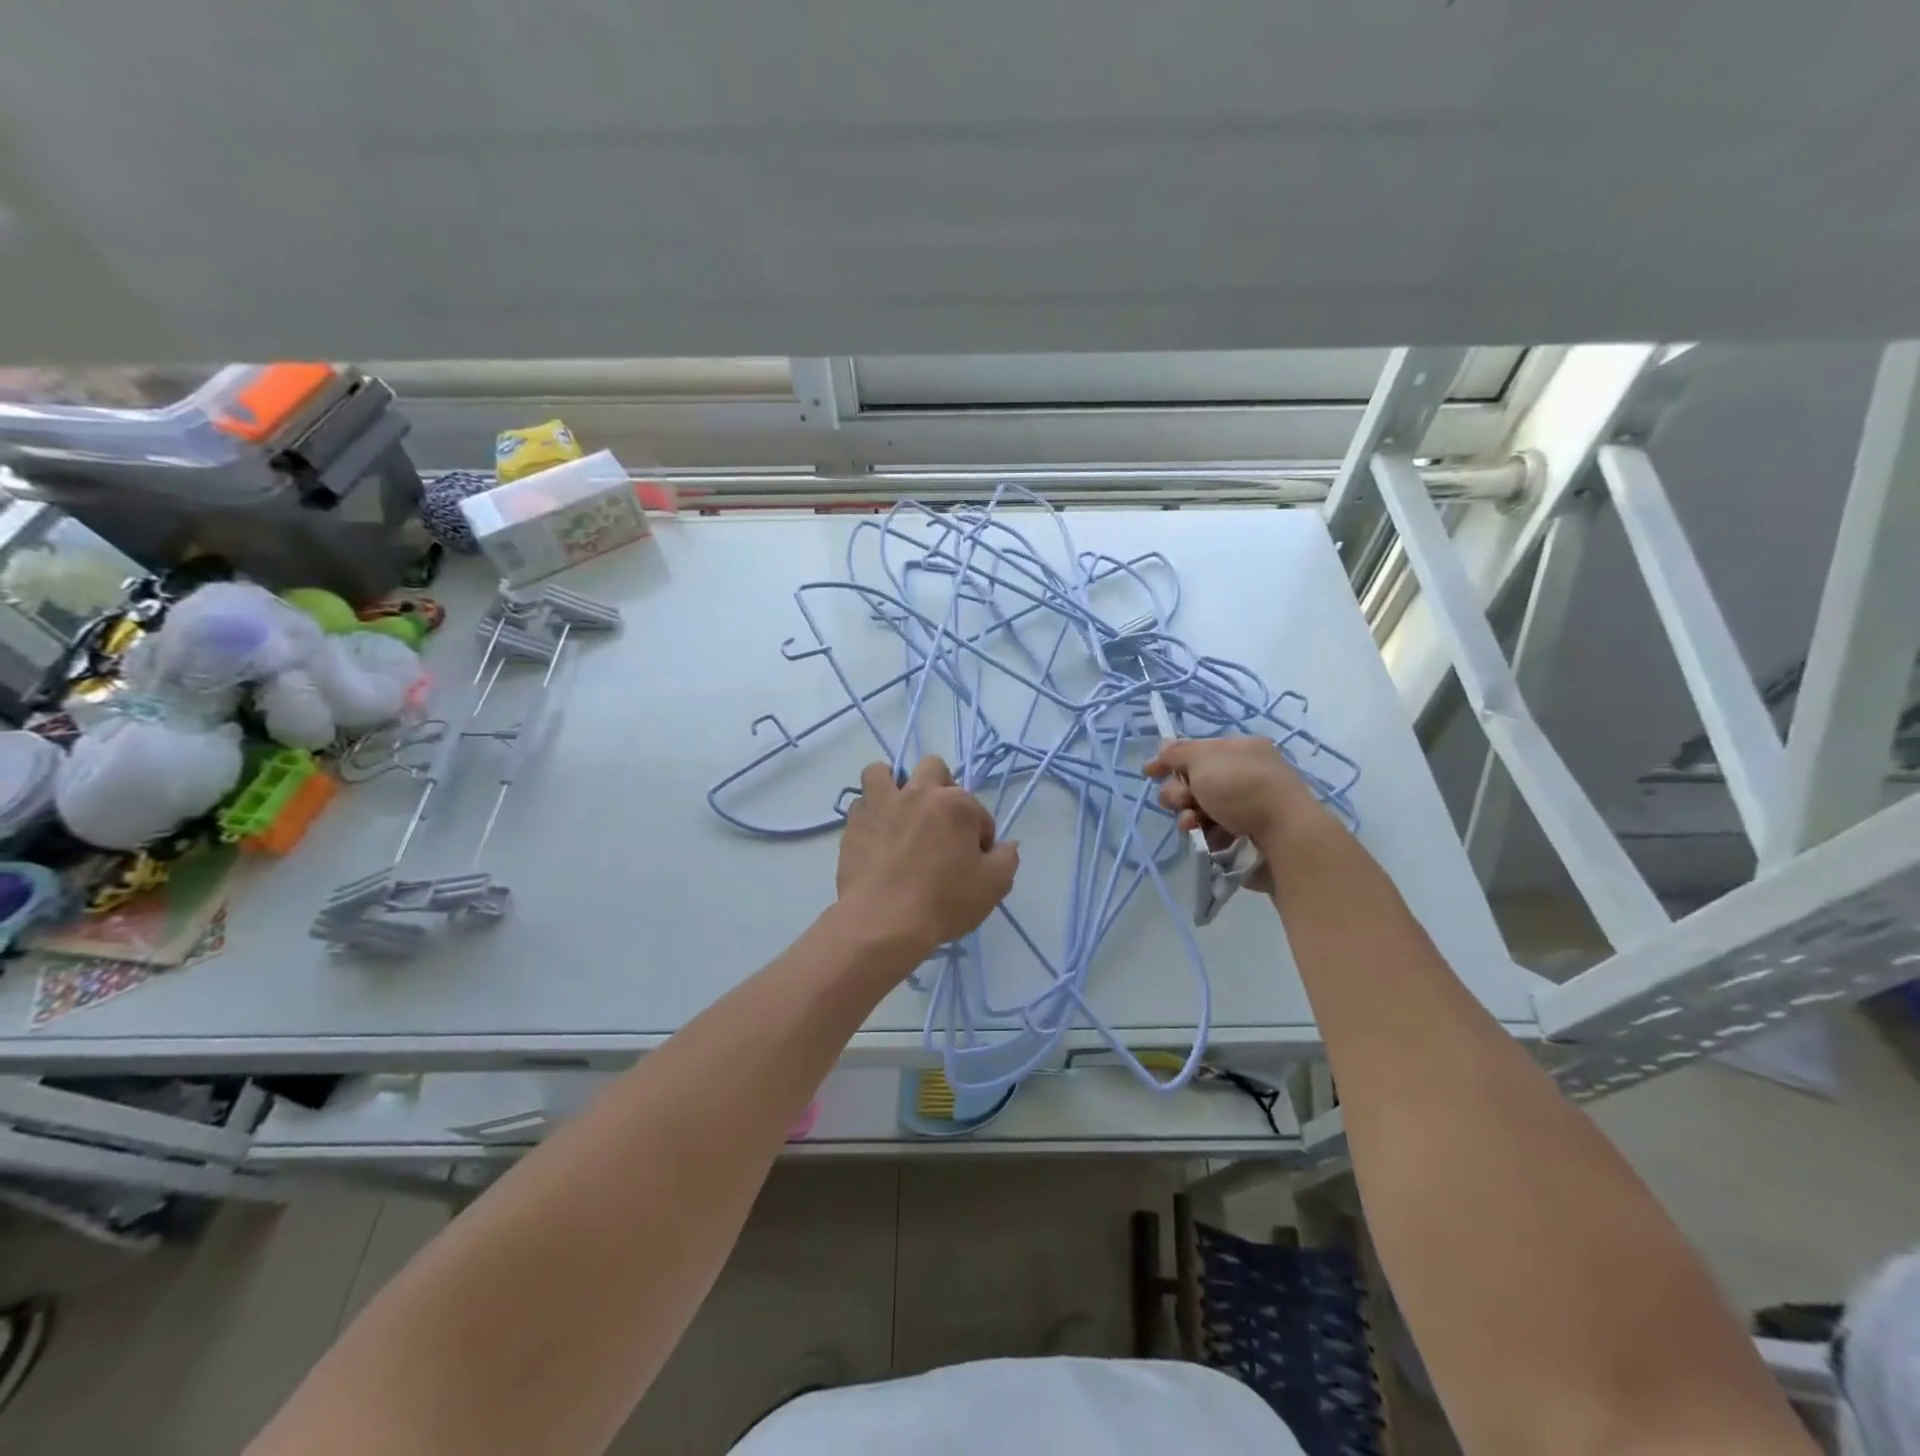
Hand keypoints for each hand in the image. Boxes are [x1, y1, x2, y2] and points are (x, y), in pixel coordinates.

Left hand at [836, 756, 1019, 952]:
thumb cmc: (944, 902)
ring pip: (882, 772)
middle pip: (932, 768)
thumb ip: (1006, 859)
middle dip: (941, 788)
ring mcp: (882, 804)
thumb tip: (1006, 845)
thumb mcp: (993, 886)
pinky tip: (876, 834)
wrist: (884, 921)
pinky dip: (869, 813)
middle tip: (941, 823)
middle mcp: (918, 793)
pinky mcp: (854, 823)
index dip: (980, 835)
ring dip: (892, 784)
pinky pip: (860, 804)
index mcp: (956, 804)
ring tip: (898, 811)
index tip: (975, 860)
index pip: (977, 811)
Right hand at [1144, 737, 1338, 879]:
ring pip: (1201, 807)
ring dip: (1189, 815)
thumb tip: (1163, 748)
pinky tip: (1207, 837)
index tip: (1149, 772)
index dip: (1170, 760)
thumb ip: (1177, 753)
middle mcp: (1245, 773)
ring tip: (1193, 823)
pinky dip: (1206, 832)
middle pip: (1194, 781)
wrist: (1284, 833)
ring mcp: (1248, 803)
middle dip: (1179, 792)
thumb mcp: (1203, 759)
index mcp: (1239, 749)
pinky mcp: (1249, 832)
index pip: (1196, 750)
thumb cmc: (1242, 787)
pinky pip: (1215, 829)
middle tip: (1183, 800)